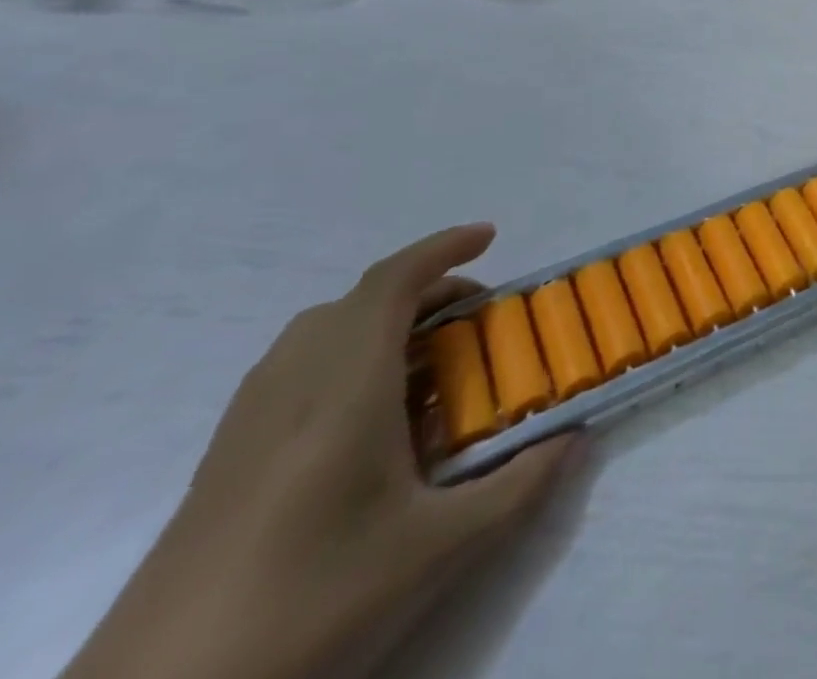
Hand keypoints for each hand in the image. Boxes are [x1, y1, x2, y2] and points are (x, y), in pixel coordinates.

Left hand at [64, 226, 577, 678]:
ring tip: (428, 365)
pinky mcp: (217, 470)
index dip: (441, 248)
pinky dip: (344, 361)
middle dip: (423, 292)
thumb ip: (519, 485)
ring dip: (380, 324)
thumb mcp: (439, 551)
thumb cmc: (311, 607)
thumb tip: (574, 437)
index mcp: (343, 392)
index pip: (389, 286)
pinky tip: (370, 423)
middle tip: (474, 320)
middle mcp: (289, 393)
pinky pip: (291, 375)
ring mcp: (244, 432)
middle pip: (355, 305)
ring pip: (316, 336)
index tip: (489, 235)